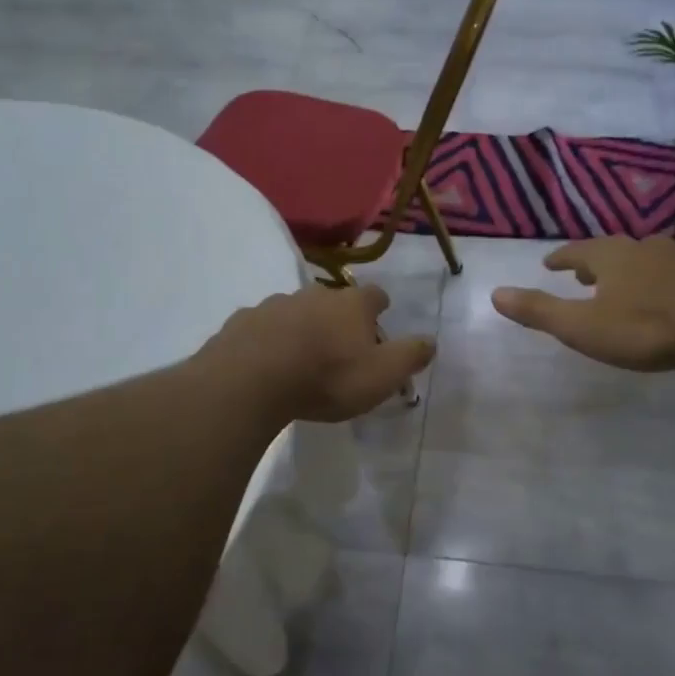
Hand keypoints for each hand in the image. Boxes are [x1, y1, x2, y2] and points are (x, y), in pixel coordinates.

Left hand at [203, 284, 435, 423]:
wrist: (252, 381)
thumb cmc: (327, 378)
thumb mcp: (382, 375)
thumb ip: (410, 356)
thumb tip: (431, 341)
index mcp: (351, 304)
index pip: (374, 295)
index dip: (379, 307)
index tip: (380, 318)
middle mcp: (314, 294)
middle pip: (333, 300)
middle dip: (338, 317)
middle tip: (340, 345)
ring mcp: (274, 304)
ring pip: (295, 310)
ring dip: (302, 326)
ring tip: (302, 355)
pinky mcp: (243, 321)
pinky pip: (262, 326)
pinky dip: (269, 338)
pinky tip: (267, 361)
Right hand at [491, 235, 674, 371]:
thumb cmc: (643, 328)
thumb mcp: (581, 326)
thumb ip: (539, 311)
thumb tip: (495, 294)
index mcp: (610, 257)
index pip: (577, 251)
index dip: (561, 258)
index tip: (549, 263)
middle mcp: (643, 248)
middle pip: (612, 251)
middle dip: (595, 262)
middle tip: (583, 274)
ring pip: (646, 258)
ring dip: (629, 269)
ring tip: (623, 282)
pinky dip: (661, 279)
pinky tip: (668, 293)